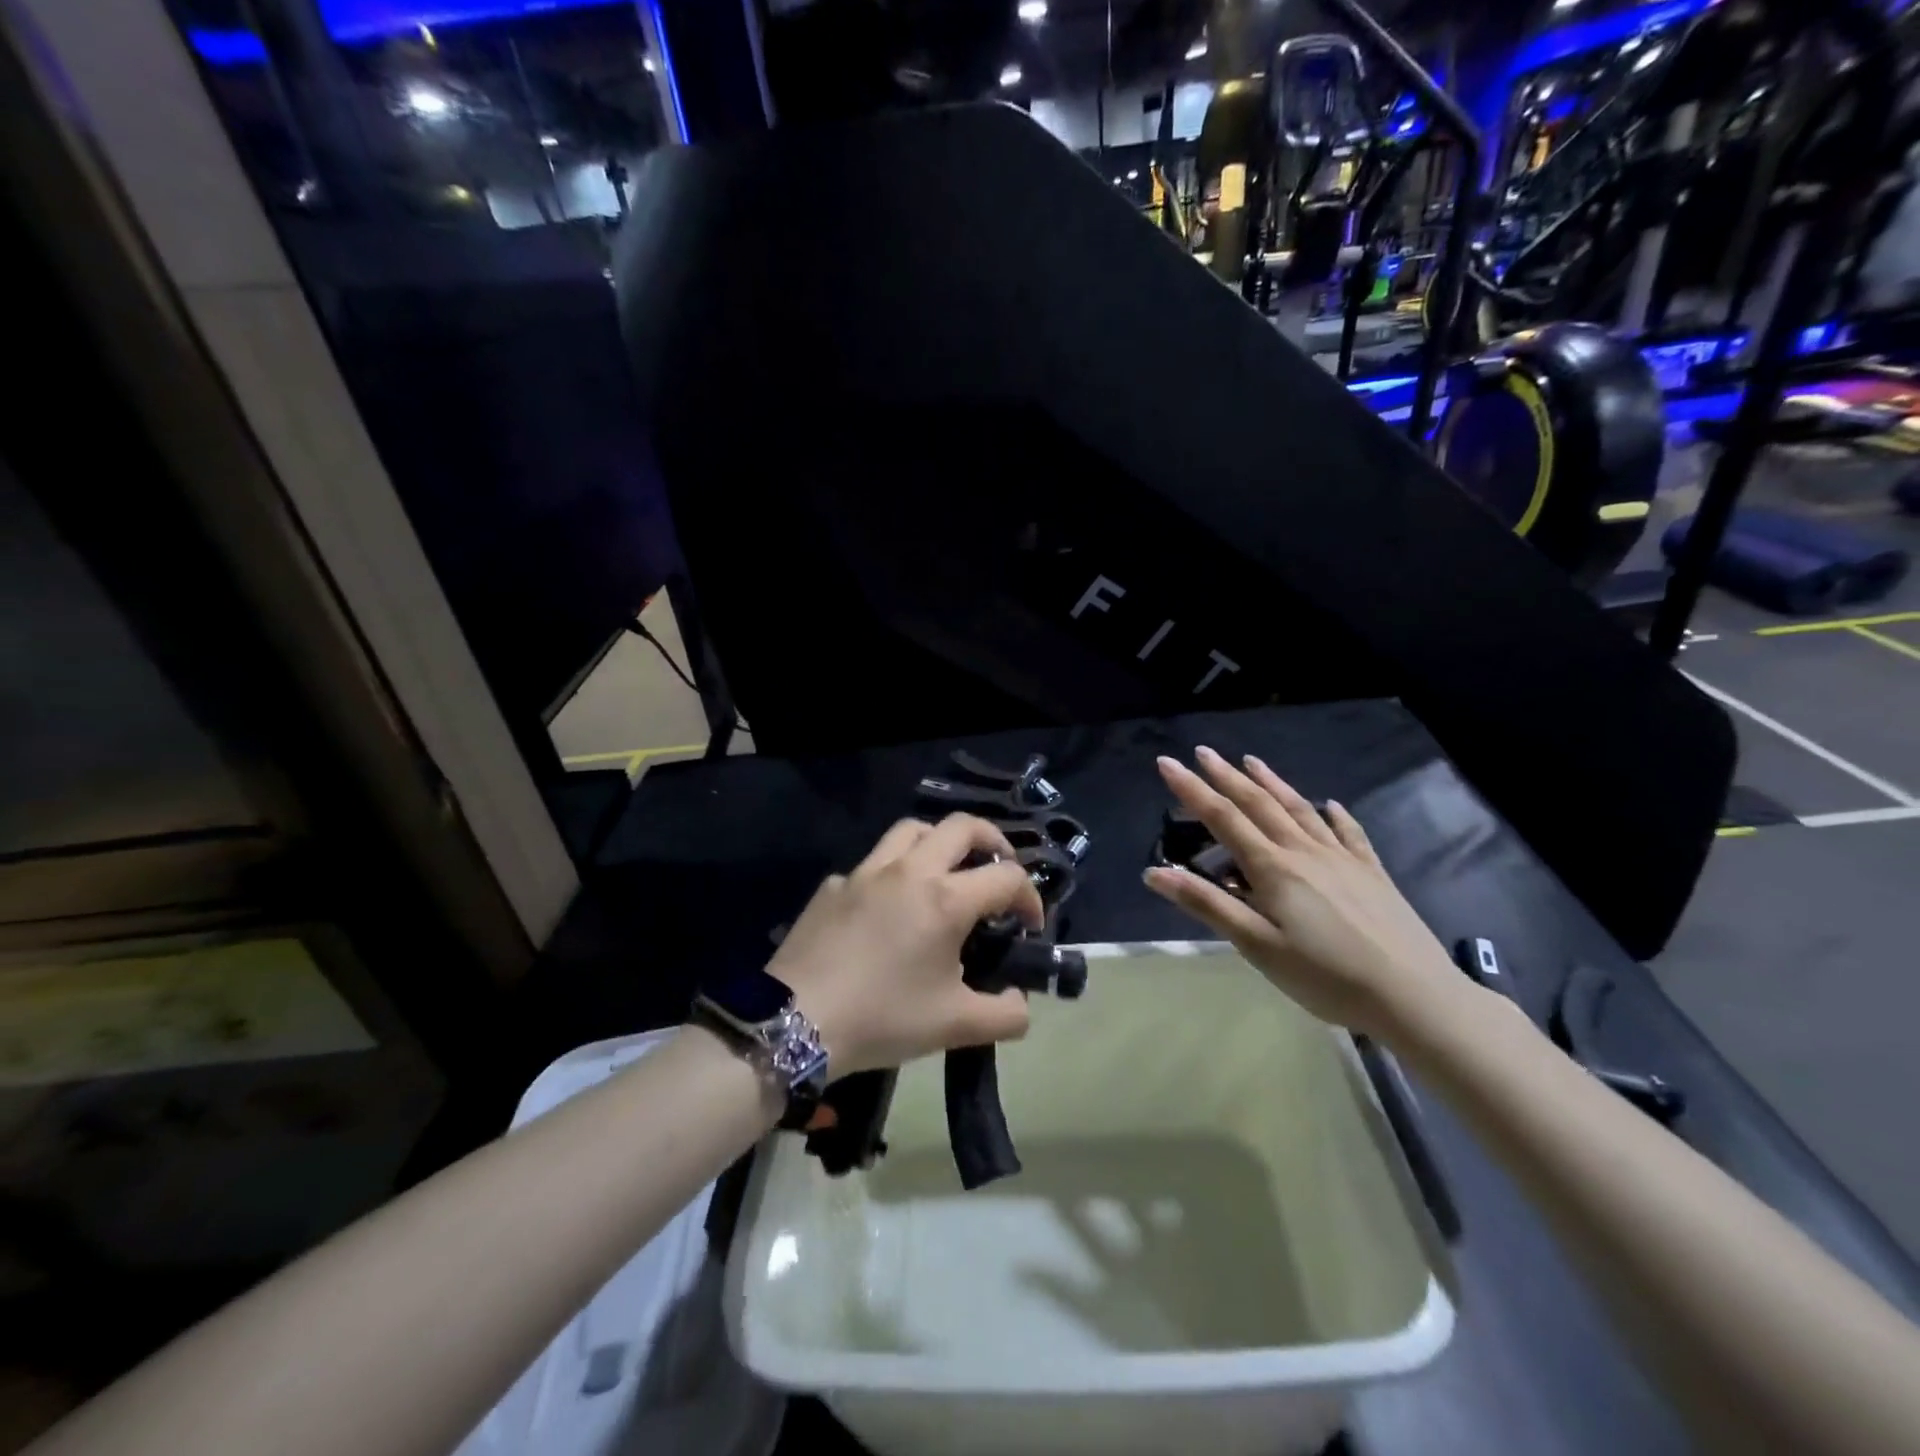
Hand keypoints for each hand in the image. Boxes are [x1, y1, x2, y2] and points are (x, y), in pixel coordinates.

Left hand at [767, 815, 1044, 1076]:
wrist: (796, 1021)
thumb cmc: (883, 1018)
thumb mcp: (955, 1027)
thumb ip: (1004, 1016)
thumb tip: (1020, 1003)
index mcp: (945, 899)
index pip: (1007, 878)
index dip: (1030, 897)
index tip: (1030, 926)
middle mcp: (910, 871)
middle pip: (962, 827)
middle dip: (993, 841)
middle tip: (998, 869)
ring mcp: (866, 872)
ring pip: (912, 830)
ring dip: (940, 841)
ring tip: (946, 870)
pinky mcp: (834, 885)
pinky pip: (873, 863)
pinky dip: (893, 872)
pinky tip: (888, 907)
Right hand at [1143, 747, 1459, 1040]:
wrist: (1414, 995)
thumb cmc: (1325, 975)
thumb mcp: (1256, 945)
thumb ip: (1206, 904)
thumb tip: (1154, 873)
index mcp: (1272, 868)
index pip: (1222, 818)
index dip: (1192, 789)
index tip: (1167, 762)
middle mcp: (1304, 851)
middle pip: (1259, 804)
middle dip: (1227, 776)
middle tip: (1204, 751)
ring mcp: (1342, 858)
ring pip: (1300, 809)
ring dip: (1272, 783)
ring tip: (1252, 761)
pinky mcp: (1371, 873)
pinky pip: (1348, 833)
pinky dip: (1334, 814)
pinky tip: (1330, 804)